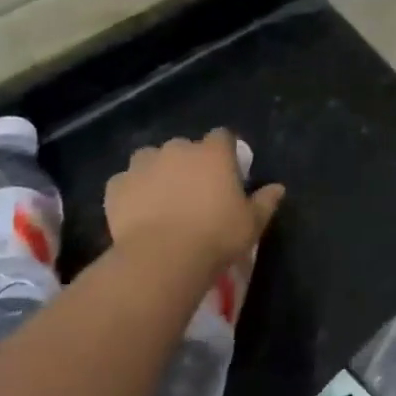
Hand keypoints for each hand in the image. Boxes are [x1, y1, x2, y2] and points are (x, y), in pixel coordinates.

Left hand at [105, 130, 283, 273]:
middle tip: (194, 193)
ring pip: (151, 160)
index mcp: (213, 153)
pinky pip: (126, 182)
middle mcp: (177, 149)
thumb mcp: (252, 223)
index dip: (224, 152)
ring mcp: (143, 164)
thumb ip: (265, 201)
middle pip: (185, 148)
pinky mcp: (117, 185)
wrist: (162, 258)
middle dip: (189, 164)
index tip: (227, 173)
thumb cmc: (216, 236)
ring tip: (162, 201)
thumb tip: (278, 188)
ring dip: (157, 173)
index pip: (222, 137)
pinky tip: (138, 213)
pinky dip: (132, 192)